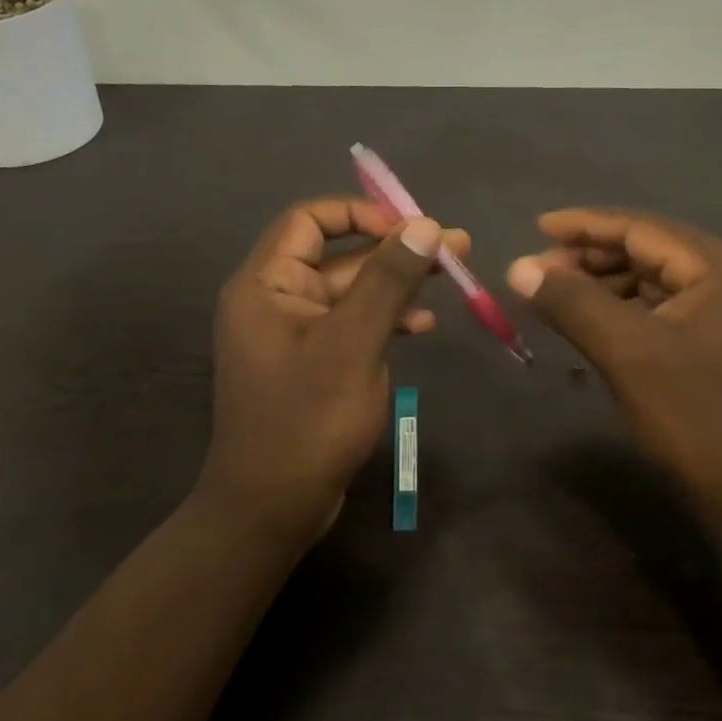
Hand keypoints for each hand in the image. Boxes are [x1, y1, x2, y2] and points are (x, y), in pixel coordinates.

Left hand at [198, 198, 468, 549]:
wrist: (273, 507)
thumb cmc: (308, 420)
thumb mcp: (354, 343)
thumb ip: (387, 280)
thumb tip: (422, 224)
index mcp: (265, 284)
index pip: (309, 219)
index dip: (361, 213)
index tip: (411, 226)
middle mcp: (273, 300)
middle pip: (338, 255)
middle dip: (395, 250)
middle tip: (455, 246)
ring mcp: (293, 334)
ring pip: (350, 291)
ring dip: (398, 284)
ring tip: (455, 276)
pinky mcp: (311, 362)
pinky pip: (350, 325)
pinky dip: (385, 319)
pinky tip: (423, 325)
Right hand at [507, 208, 721, 545]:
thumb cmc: (698, 414)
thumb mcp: (628, 353)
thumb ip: (572, 303)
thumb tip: (518, 268)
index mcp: (715, 264)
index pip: (638, 226)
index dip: (583, 225)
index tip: (535, 227)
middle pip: (645, 249)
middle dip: (589, 257)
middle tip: (537, 271)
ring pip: (650, 280)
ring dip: (602, 284)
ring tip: (555, 297)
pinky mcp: (716, 341)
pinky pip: (659, 308)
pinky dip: (621, 310)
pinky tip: (590, 323)